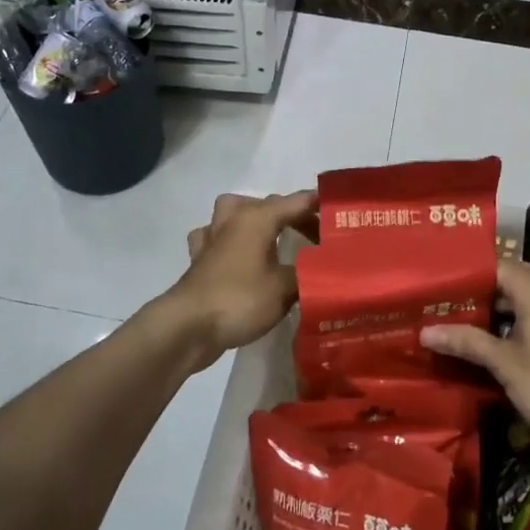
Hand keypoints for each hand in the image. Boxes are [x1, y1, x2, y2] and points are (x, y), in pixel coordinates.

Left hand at [160, 191, 317, 366]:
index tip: (342, 212)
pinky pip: (217, 238)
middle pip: (270, 205)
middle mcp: (234, 219)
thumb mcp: (286, 288)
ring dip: (256, 220)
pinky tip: (238, 256)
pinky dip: (229, 242)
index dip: (320, 205)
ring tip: (273, 237)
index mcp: (258, 218)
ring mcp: (212, 237)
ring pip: (235, 213)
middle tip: (317, 238)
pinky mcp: (199, 259)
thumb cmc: (240, 300)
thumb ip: (308, 273)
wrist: (188, 327)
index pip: (297, 202)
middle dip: (295, 217)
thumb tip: (324, 269)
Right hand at [420, 259, 529, 447]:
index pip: (494, 265)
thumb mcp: (507, 366)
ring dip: (512, 302)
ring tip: (484, 320)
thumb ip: (468, 342)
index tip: (441, 290)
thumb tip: (425, 330)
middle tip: (453, 309)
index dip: (467, 276)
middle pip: (515, 276)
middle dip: (486, 291)